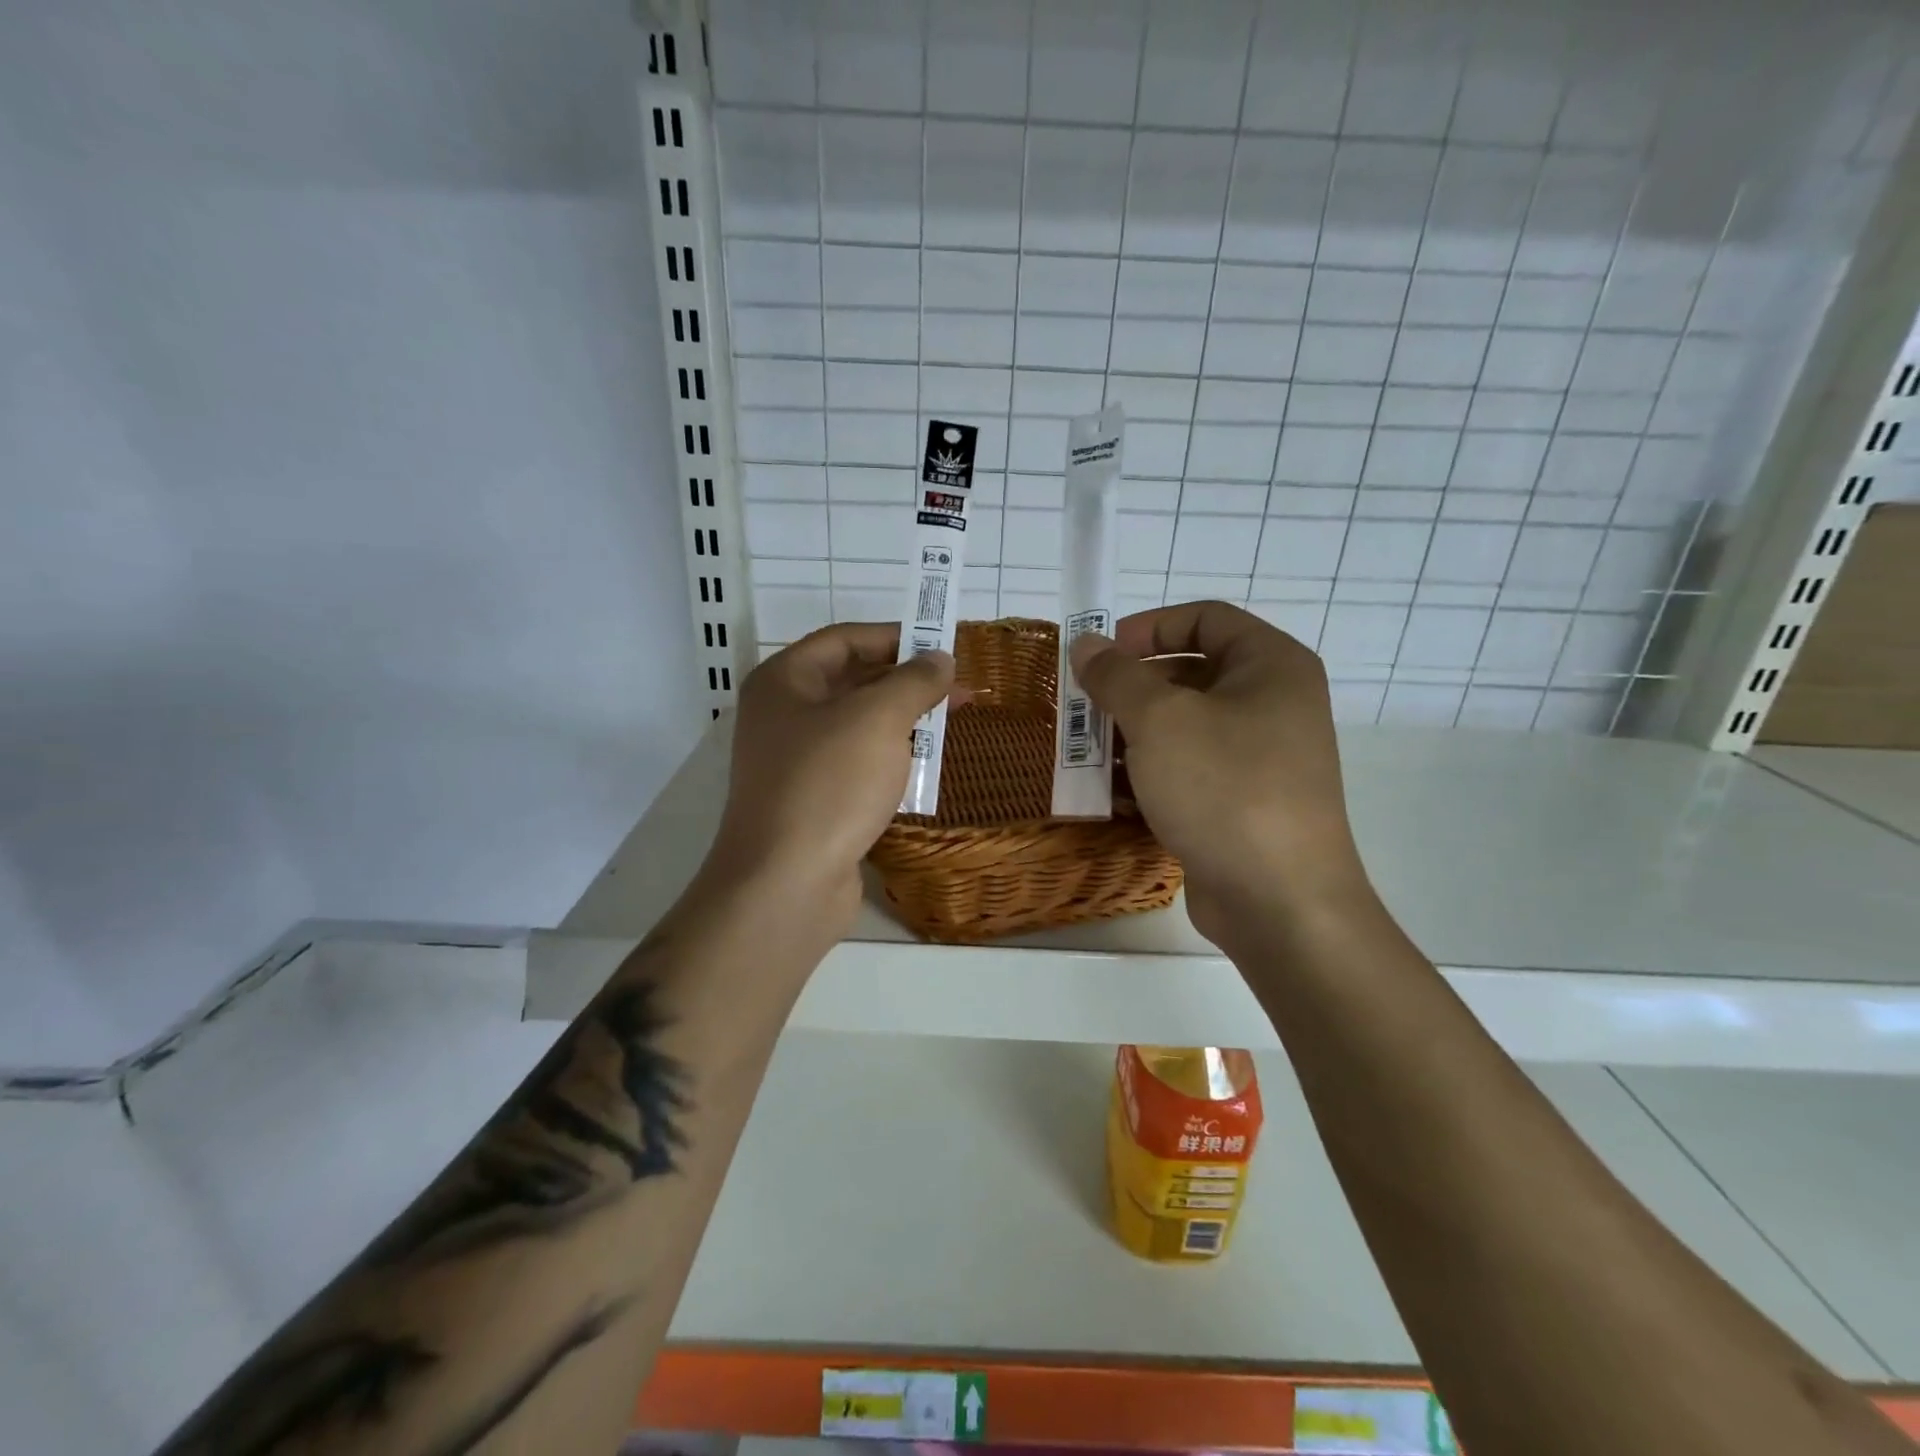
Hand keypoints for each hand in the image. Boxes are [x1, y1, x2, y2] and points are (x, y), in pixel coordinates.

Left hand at [707, 623, 953, 932]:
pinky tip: (922, 768)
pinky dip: (888, 760)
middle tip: (958, 689)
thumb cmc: (829, 784)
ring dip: (902, 722)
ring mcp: (794, 762)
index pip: (844, 639)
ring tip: (949, 725)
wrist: (786, 884)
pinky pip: (855, 765)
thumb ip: (914, 681)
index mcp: (784, 681)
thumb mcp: (878, 719)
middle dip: (906, 683)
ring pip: (857, 727)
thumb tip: (939, 659)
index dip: (895, 637)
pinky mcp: (811, 801)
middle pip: (851, 682)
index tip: (942, 646)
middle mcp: (783, 715)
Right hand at [1070, 601, 1370, 948]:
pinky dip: (1148, 775)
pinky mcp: (1240, 803)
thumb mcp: (1159, 720)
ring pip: (1182, 727)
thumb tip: (1086, 644)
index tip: (1100, 655)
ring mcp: (1258, 758)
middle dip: (1130, 690)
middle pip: (1189, 674)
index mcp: (1270, 666)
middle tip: (1083, 709)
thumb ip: (1116, 676)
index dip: (1147, 628)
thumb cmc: (1224, 788)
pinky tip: (1108, 794)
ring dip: (1130, 736)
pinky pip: (1187, 771)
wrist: (1279, 901)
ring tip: (1084, 754)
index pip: (1204, 618)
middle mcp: (1271, 704)